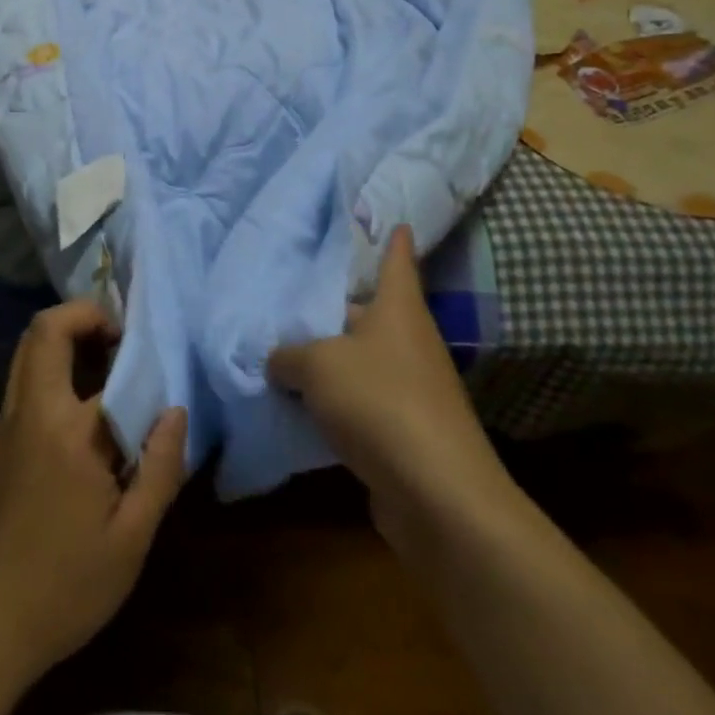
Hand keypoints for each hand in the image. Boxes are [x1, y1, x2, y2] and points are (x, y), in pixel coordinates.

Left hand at [0, 299, 187, 690]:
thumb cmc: (61, 589)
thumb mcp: (130, 541)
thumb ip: (160, 468)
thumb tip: (174, 410)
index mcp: (66, 429)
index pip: (100, 359)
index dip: (130, 348)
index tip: (153, 358)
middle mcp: (27, 411)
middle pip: (43, 329)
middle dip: (83, 316)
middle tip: (119, 343)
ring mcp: (2, 426)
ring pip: (28, 355)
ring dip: (65, 346)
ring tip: (107, 379)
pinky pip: (23, 388)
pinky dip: (52, 379)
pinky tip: (79, 429)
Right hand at [268, 226, 515, 555]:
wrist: (437, 494)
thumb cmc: (380, 402)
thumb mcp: (318, 365)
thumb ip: (288, 355)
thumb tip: (276, 360)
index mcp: (398, 309)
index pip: (397, 260)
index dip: (392, 239)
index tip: (392, 219)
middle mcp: (410, 342)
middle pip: (370, 311)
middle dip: (336, 304)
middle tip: (293, 290)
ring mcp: (412, 389)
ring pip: (362, 359)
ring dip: (330, 358)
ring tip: (284, 346)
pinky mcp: (405, 431)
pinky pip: (361, 403)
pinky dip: (334, 402)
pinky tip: (300, 404)